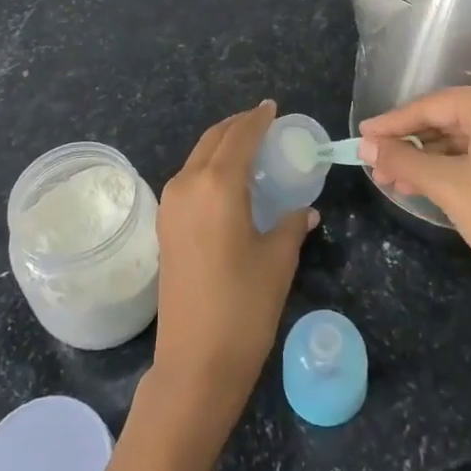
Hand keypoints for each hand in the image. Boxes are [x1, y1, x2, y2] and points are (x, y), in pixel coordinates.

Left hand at [153, 101, 317, 416]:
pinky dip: (210, 168)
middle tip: (264, 123)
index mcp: (217, 185)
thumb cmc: (244, 307)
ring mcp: (171, 205)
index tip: (273, 107)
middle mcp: (187, 184)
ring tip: (250, 149)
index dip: (258, 118)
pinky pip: (189, 179)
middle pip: (213, 140)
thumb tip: (306, 210)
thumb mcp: (278, 260)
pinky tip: (230, 182)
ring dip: (222, 146)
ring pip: (198, 157)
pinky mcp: (165, 225)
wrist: (194, 363)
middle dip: (238, 126)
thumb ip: (292, 224)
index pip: (240, 136)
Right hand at [360, 81, 470, 314]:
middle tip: (374, 164)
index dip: (394, 123)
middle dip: (411, 145)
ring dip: (430, 159)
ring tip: (392, 180)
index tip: (361, 135)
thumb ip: (401, 159)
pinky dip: (455, 166)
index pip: (434, 106)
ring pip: (467, 137)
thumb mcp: (446, 186)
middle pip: (450, 119)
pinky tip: (423, 183)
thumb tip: (364, 145)